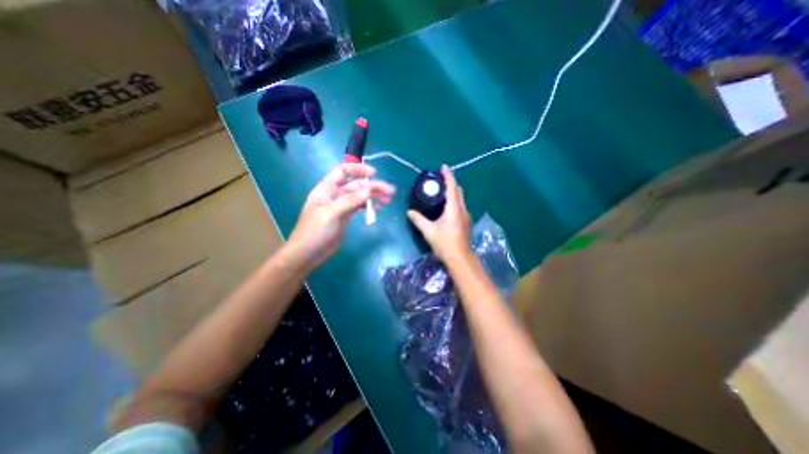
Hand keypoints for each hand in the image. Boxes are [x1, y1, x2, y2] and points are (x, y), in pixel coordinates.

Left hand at [288, 163, 394, 266]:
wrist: (307, 254)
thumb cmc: (315, 232)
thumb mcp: (331, 214)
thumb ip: (350, 200)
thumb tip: (369, 189)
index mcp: (327, 189)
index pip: (343, 171)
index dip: (358, 169)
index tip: (374, 174)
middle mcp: (335, 194)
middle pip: (356, 185)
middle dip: (373, 186)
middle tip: (390, 191)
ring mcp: (341, 206)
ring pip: (360, 196)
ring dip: (373, 196)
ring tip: (388, 200)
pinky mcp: (345, 216)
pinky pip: (359, 207)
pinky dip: (368, 207)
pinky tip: (377, 209)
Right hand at [409, 165, 470, 261]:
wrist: (460, 258)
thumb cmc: (445, 244)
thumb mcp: (429, 231)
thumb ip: (419, 220)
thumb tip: (409, 212)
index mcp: (453, 209)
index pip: (452, 187)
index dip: (448, 176)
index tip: (443, 167)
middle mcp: (462, 209)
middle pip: (458, 191)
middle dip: (451, 183)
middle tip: (440, 181)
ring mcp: (467, 216)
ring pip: (461, 199)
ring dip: (453, 193)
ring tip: (442, 193)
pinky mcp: (467, 223)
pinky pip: (461, 206)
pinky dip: (454, 202)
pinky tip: (446, 208)